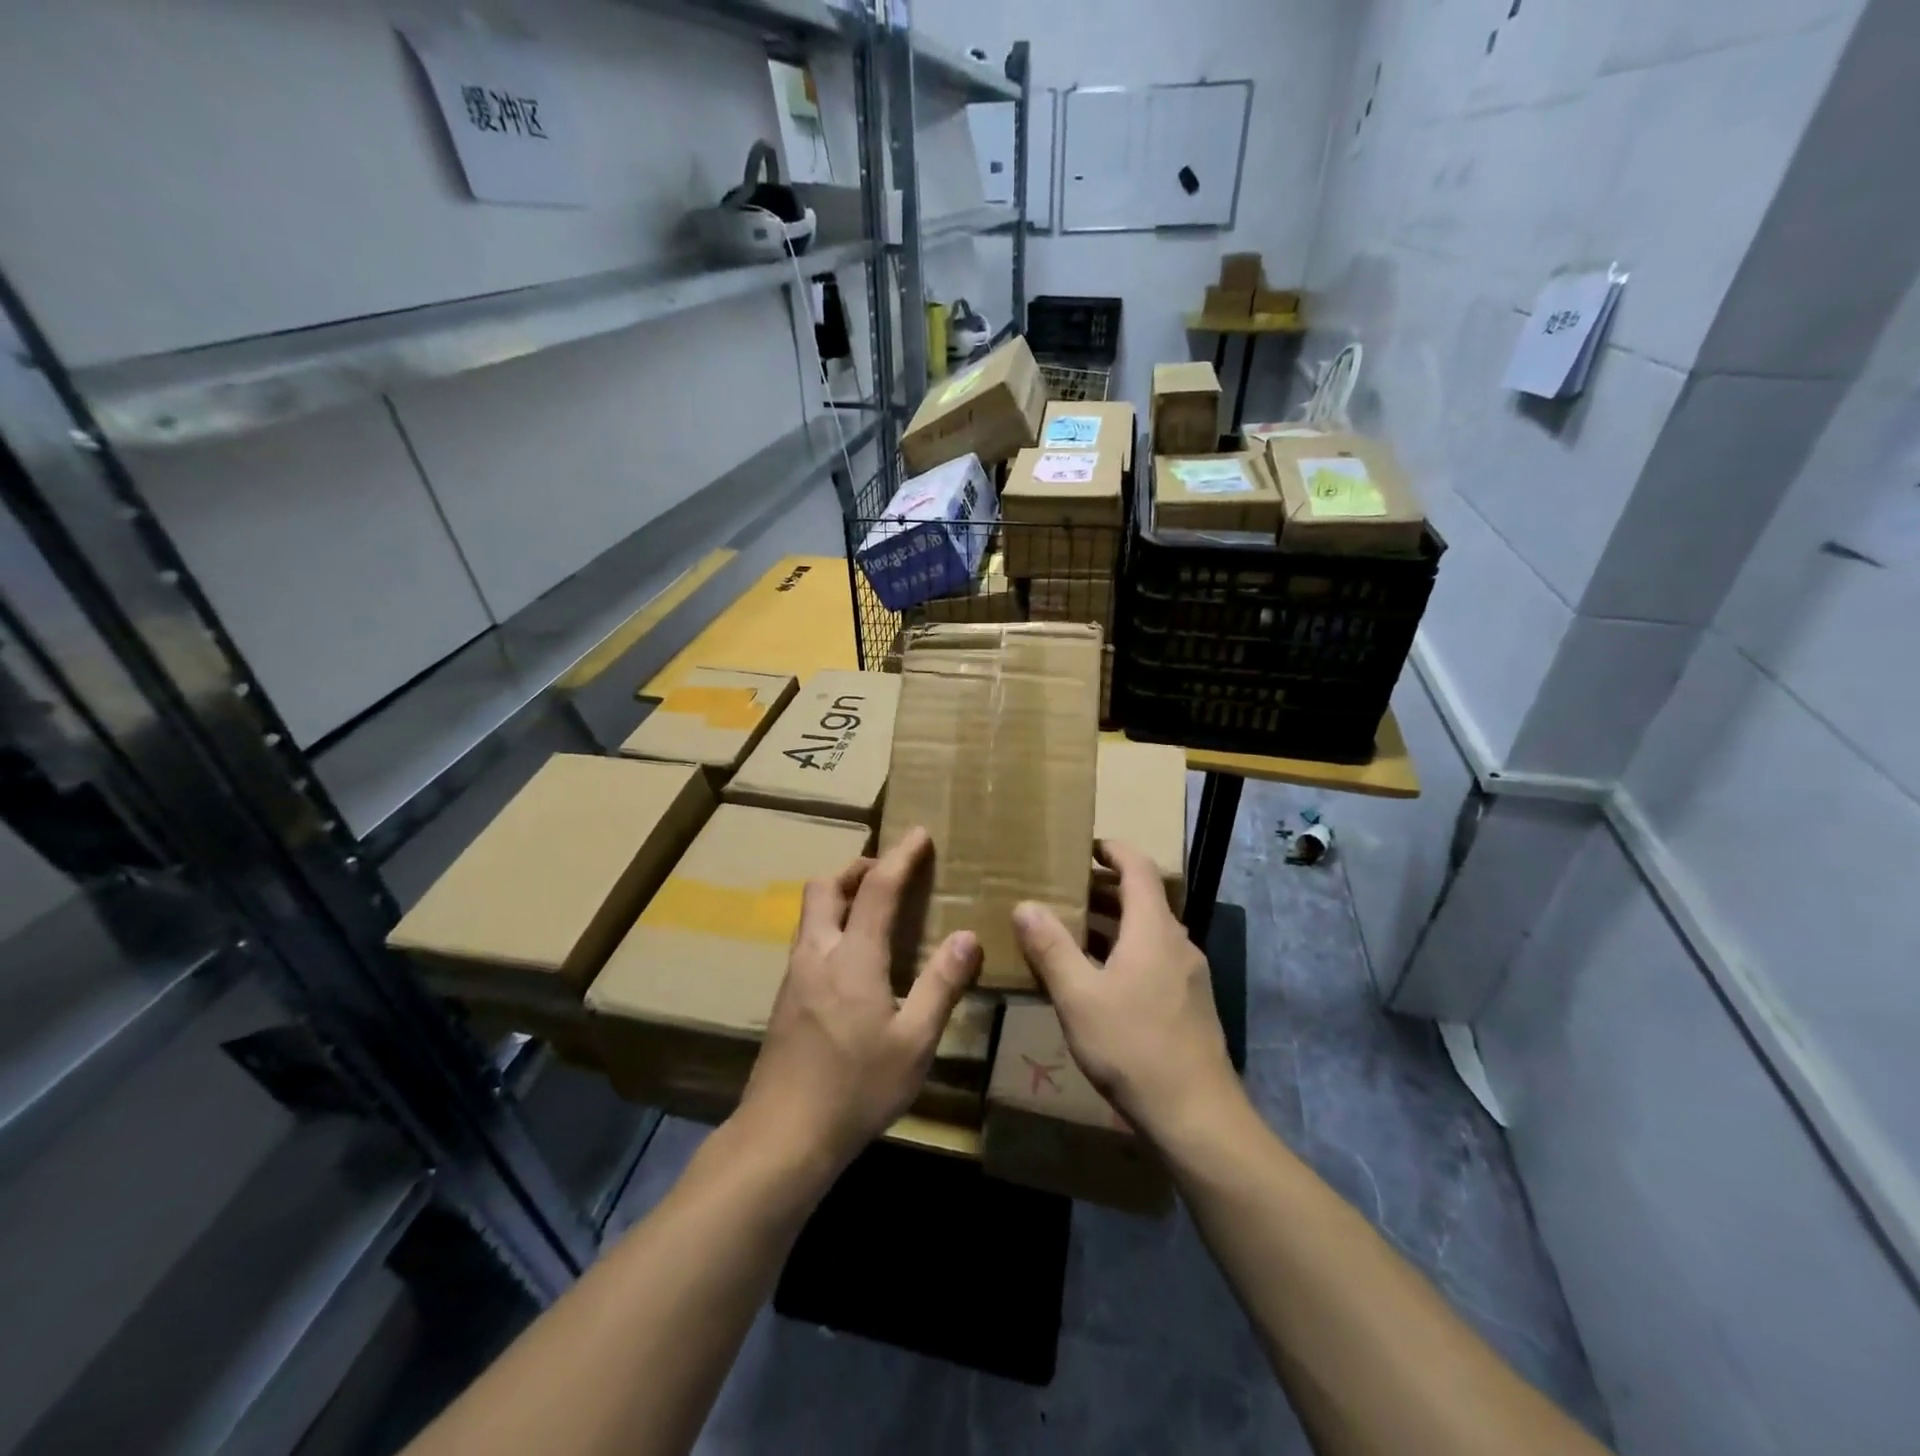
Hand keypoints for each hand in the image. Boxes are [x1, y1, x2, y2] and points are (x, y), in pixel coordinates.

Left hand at [737, 827, 981, 1173]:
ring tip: (873, 909)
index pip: (877, 889)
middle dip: (857, 867)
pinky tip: (851, 958)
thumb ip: (941, 985)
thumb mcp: (914, 1042)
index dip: (900, 856)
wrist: (783, 1136)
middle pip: (825, 887)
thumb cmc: (856, 1089)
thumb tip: (967, 936)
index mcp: (852, 958)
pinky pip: (807, 939)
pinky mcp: (785, 999)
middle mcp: (817, 954)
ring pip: (810, 912)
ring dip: (839, 894)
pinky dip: (830, 925)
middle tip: (890, 874)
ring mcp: (794, 976)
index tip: (918, 833)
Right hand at [1013, 839, 1237, 1145]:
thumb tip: (1025, 905)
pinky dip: (1123, 951)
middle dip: (1103, 887)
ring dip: (1111, 923)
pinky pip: (1152, 958)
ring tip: (1070, 930)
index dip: (1112, 849)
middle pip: (1142, 898)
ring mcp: (1187, 975)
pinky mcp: (1188, 1003)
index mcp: (1154, 929)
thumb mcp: (1079, 997)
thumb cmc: (1134, 1047)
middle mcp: (1176, 943)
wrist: (1197, 1116)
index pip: (1138, 867)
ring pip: (1146, 932)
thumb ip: (1051, 948)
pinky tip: (1096, 979)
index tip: (1083, 846)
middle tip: (1062, 889)